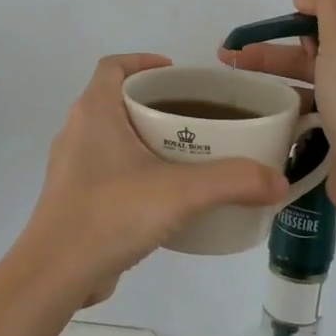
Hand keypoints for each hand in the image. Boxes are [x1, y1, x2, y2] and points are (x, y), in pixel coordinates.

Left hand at [24, 54, 289, 303]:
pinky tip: (166, 196)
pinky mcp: (76, 199)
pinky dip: (137, 171)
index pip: (113, 66)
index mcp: (94, 112)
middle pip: (117, 101)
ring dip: (147, 139)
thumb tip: (279, 181)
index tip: (178, 73)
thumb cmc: (111, 213)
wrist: (56, 274)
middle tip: (197, 117)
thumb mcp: (180, 192)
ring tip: (189, 155)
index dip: (144, 61)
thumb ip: (233, 182)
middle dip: (156, 104)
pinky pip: (110, 171)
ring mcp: (73, 168)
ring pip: (114, 138)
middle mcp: (78, 132)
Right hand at [217, 0, 335, 218]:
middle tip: (239, 50)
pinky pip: (313, 103)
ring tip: (234, 71)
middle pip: (323, 42)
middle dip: (280, 42)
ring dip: (276, 70)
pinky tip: (262, 103)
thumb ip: (330, 2)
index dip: (312, 9)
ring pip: (313, 73)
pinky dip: (289, 99)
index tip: (282, 18)